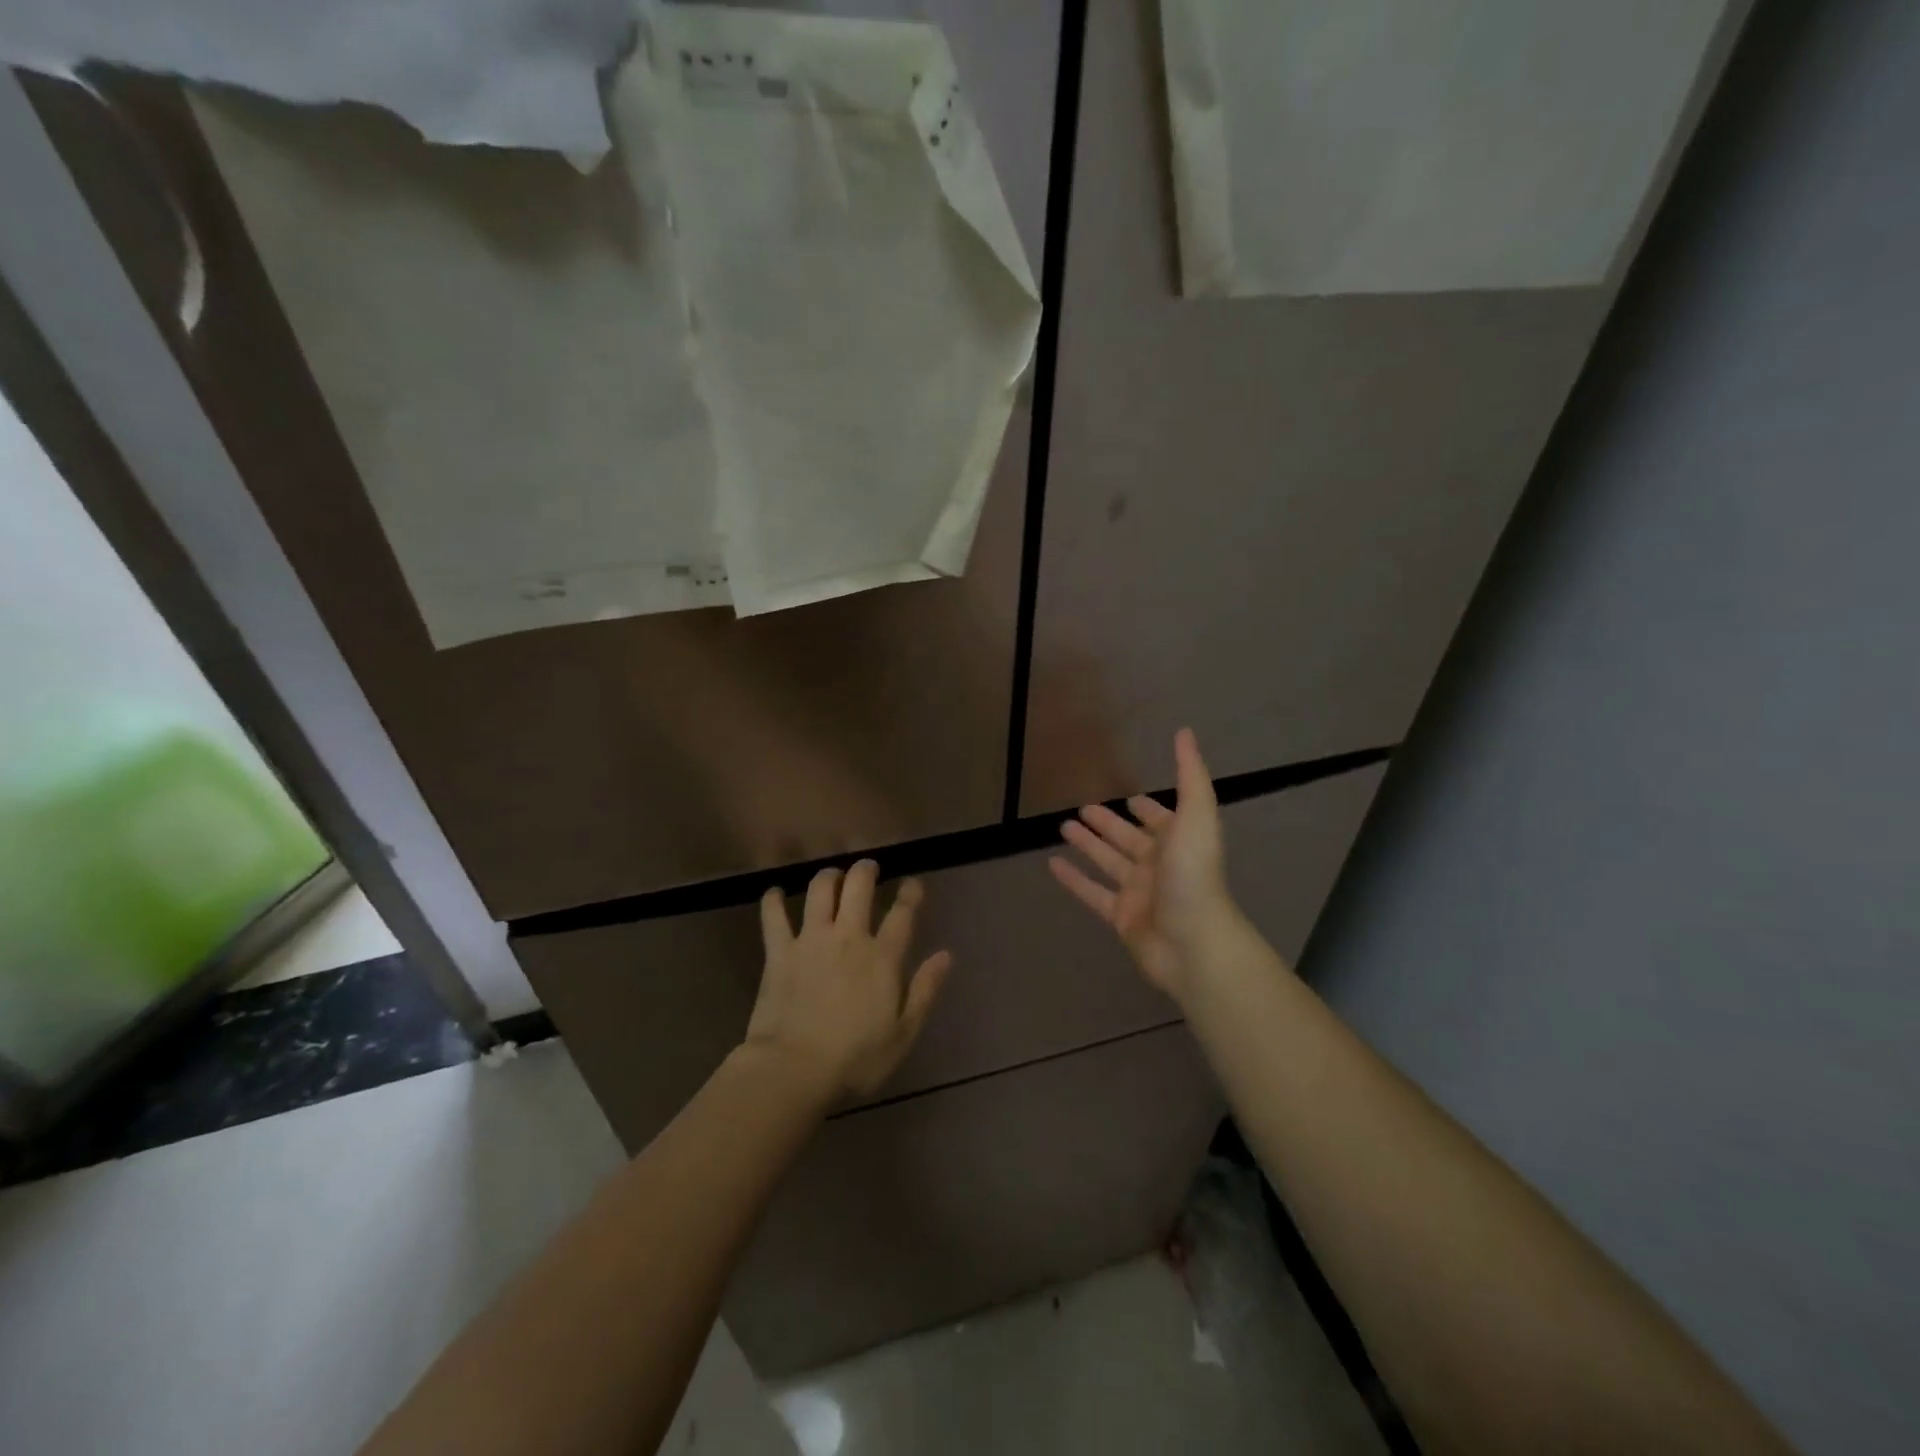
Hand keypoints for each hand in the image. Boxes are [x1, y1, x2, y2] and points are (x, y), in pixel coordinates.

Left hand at [745, 860, 952, 1100]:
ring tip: (832, 876)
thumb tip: (946, 955)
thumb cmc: (855, 1060)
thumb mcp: (903, 1034)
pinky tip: (774, 893)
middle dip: (866, 870)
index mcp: (882, 958)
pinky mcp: (779, 952)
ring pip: (820, 890)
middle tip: (868, 868)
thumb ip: (925, 991)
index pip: (902, 913)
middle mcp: (848, 937)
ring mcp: (811, 940)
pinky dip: (773, 900)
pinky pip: (773, 916)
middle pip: (858, 886)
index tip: (912, 884)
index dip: (910, 894)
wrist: (793, 1070)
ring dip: (828, 876)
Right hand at [1049, 728, 1241, 1004]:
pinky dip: (1073, 879)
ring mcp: (1138, 892)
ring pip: (1108, 862)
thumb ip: (1189, 775)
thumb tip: (1185, 732)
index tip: (1129, 796)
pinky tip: (1051, 865)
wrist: (1192, 942)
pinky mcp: (1120, 916)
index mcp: (1178, 841)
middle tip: (1083, 808)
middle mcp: (1158, 864)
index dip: (1147, 808)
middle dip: (1109, 823)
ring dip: (1088, 845)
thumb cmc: (1193, 876)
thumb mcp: (1196, 816)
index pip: (1161, 819)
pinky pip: (1091, 893)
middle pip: (1129, 839)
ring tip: (1063, 827)